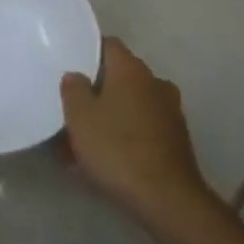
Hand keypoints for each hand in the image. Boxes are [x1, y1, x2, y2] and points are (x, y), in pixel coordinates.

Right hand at [60, 39, 211, 232]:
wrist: (167, 198)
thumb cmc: (117, 149)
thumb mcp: (80, 117)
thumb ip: (73, 89)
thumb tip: (76, 75)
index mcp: (131, 70)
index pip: (108, 45)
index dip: (87, 52)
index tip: (68, 66)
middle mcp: (155, 82)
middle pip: (119, 76)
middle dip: (96, 90)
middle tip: (71, 108)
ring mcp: (170, 111)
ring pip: (130, 104)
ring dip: (109, 115)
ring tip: (83, 139)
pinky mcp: (175, 139)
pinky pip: (142, 127)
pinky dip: (124, 135)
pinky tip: (106, 157)